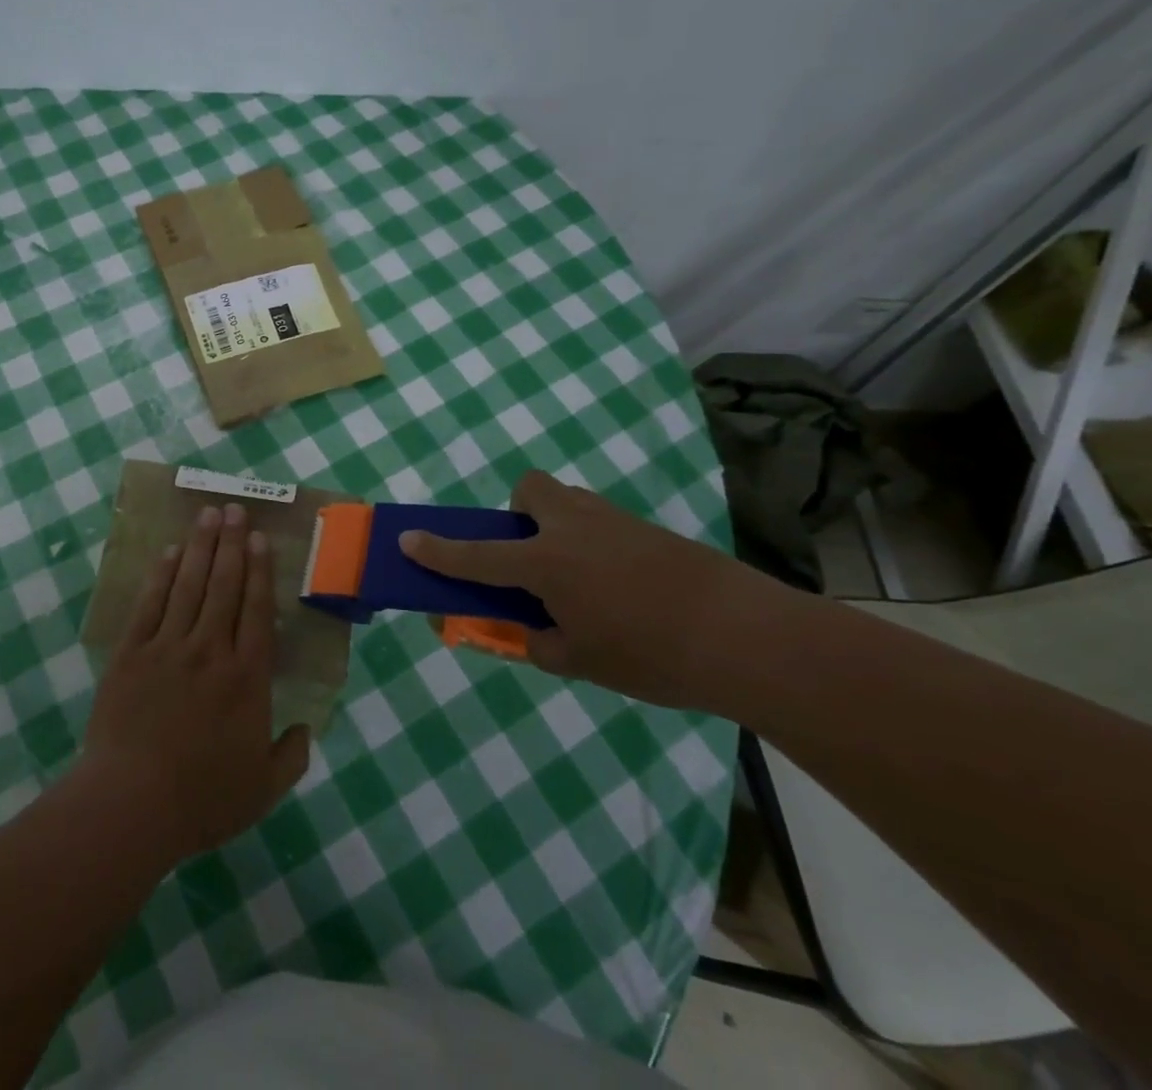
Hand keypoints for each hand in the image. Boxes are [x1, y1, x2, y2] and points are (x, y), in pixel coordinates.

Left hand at [80, 502, 310, 862]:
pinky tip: (170, 553)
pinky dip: (162, 575)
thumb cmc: (202, 799)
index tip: (261, 539)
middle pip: (224, 585)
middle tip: (236, 509)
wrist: (130, 805)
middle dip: (232, 543)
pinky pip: (150, 604)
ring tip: (209, 516)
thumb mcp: (263, 789)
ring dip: (201, 547)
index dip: (260, 570)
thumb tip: (306, 729)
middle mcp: (210, 650)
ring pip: (189, 585)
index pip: (256, 610)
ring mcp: (167, 647)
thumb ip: (291, 756)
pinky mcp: (131, 654)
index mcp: (247, 677)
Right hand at [401, 470, 795, 709]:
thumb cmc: (650, 655)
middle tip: (531, 559)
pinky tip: (619, 587)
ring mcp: (612, 521)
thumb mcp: (580, 662)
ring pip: (567, 502)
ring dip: (556, 527)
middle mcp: (572, 528)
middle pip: (529, 489)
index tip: (407, 540)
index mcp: (546, 563)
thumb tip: (528, 630)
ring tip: (578, 581)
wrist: (744, 636)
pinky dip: (591, 543)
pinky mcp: (646, 528)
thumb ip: (539, 642)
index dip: (438, 551)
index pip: (477, 555)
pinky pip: (600, 521)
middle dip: (517, 514)